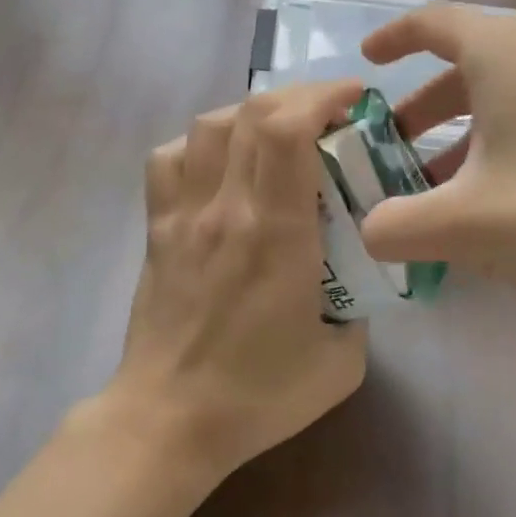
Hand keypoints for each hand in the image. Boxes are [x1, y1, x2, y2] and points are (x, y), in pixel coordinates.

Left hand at [103, 80, 369, 478]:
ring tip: (278, 132)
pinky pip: (168, 159)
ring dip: (250, 113)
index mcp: (275, 233)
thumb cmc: (258, 396)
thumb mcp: (341, 362)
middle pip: (252, 113)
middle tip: (329, 113)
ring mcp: (182, 215)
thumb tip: (354, 277)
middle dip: (298, 95)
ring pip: (208, 126)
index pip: (287, 130)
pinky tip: (219, 164)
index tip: (353, 99)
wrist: (169, 421)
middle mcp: (225, 208)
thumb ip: (358, 309)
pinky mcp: (156, 230)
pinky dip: (199, 144)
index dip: (321, 96)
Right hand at [359, 4, 515, 297]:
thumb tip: (371, 230)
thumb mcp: (465, 225)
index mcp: (503, 53)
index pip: (432, 22)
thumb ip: (397, 227)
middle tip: (396, 143)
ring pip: (505, 88)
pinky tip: (504, 190)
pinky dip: (505, 135)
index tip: (368, 62)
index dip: (393, 38)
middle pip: (467, 61)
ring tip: (443, 181)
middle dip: (423, 104)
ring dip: (464, 126)